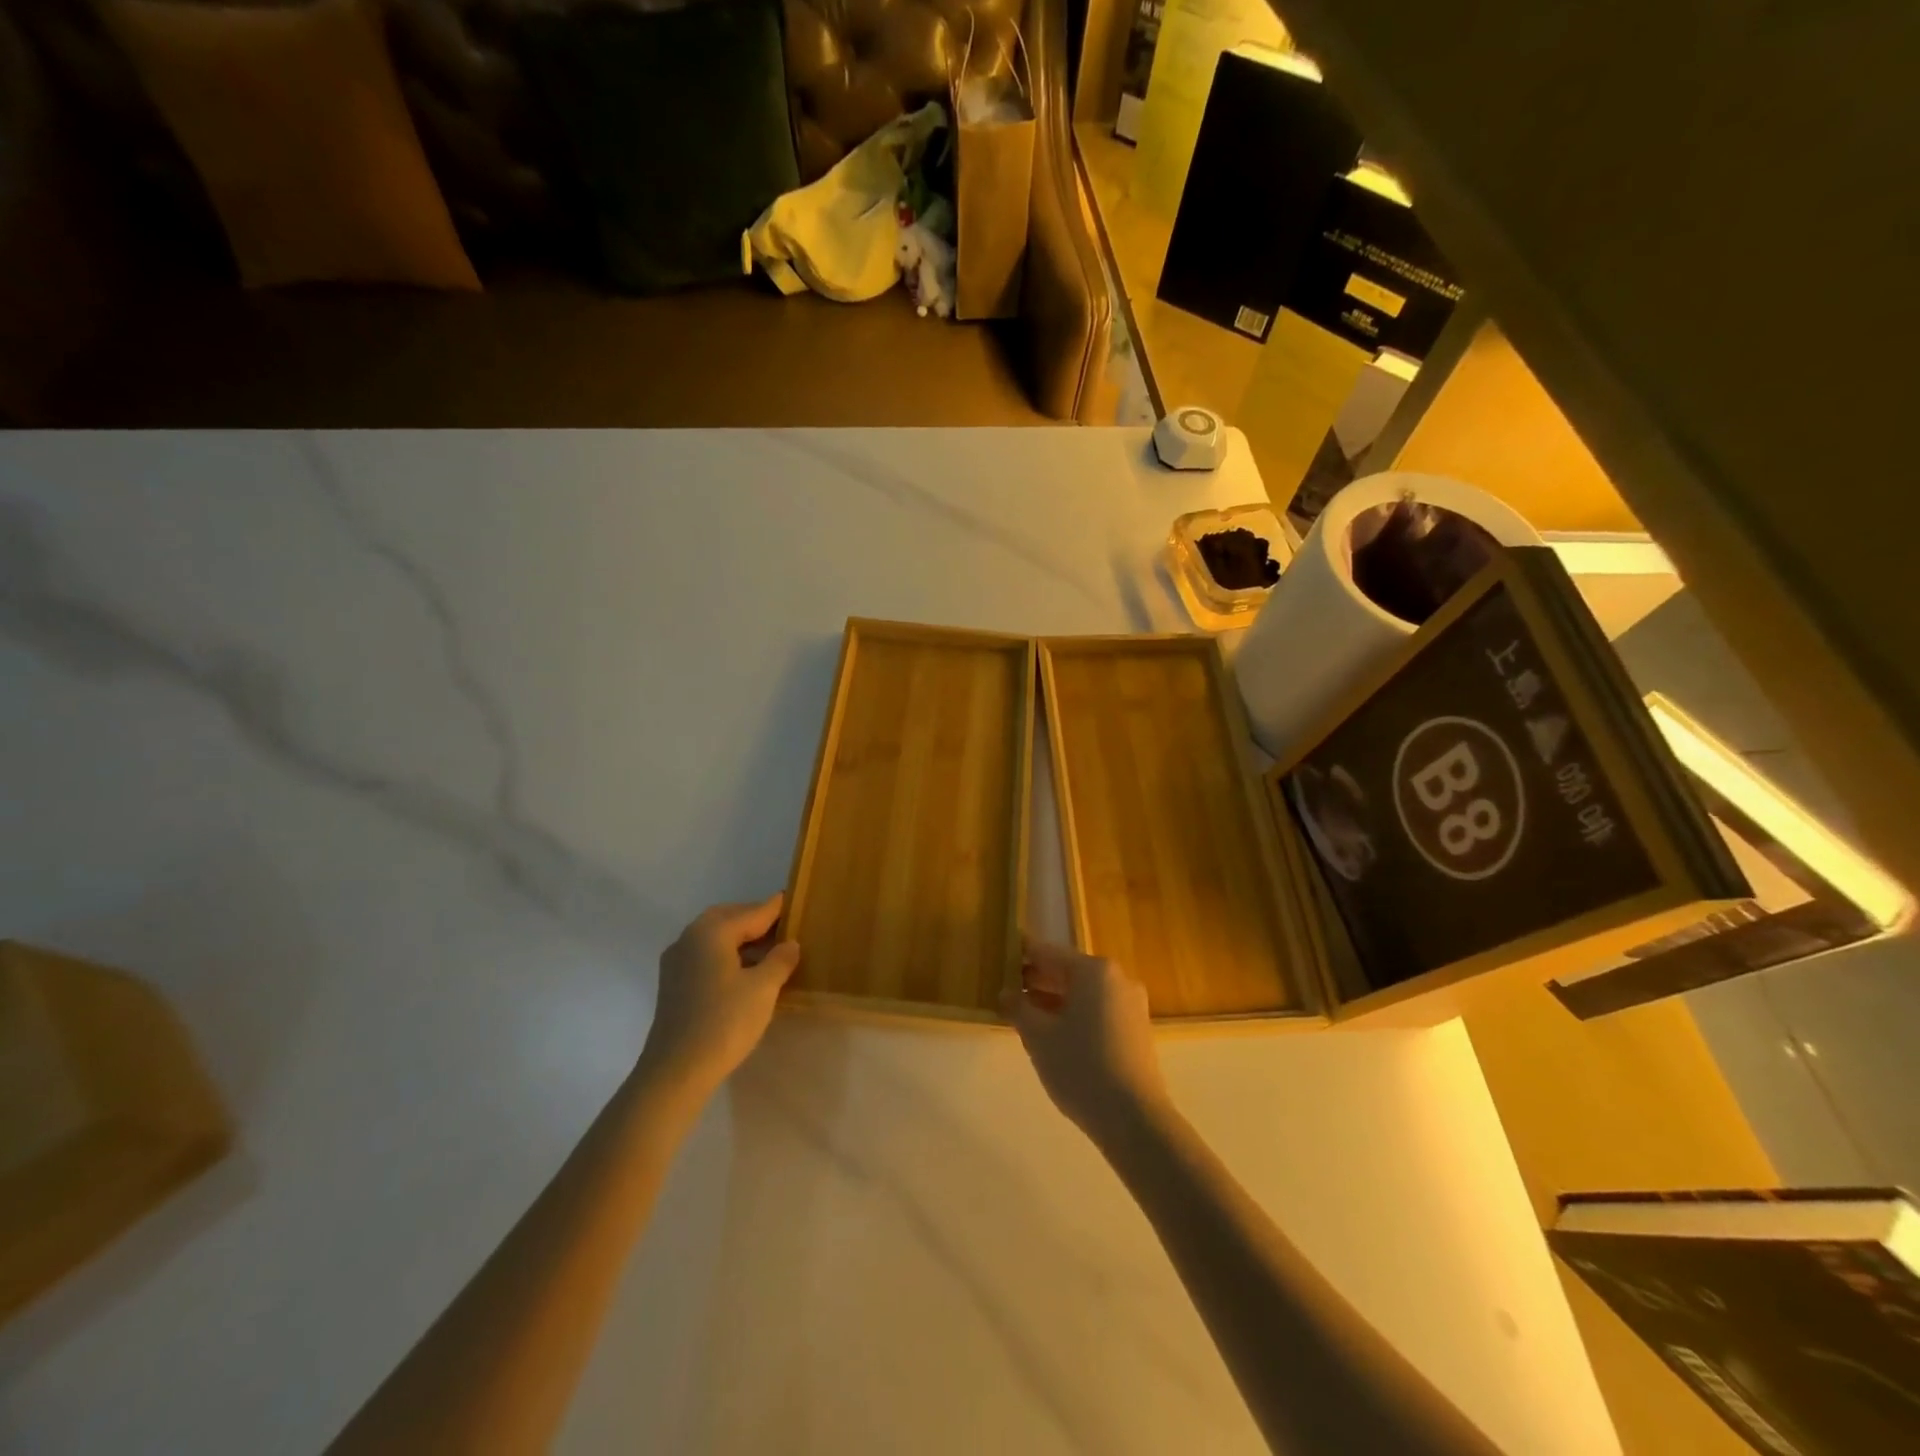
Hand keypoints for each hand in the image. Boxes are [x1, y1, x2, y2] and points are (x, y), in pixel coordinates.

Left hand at [640, 895, 800, 1100]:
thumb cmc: (724, 1022)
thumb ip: (780, 960)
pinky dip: (725, 954)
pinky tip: (744, 972)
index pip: (752, 912)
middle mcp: (689, 938)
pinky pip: (704, 955)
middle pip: (728, 918)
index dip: (775, 908)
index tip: (792, 899)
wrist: (676, 1071)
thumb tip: (789, 944)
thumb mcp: (763, 989)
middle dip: (754, 920)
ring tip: (768, 951)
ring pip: (713, 937)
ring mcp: (677, 961)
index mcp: (712, 932)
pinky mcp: (673, 983)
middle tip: (782, 927)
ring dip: (740, 938)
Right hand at [1003, 938, 1171, 1149]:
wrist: (1134, 1119)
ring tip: (1023, 1016)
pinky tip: (1052, 1035)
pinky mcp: (1136, 1030)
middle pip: (1067, 971)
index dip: (1019, 956)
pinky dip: (1073, 1015)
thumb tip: (1006, 993)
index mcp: (1093, 970)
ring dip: (1053, 1000)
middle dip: (1036, 981)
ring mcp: (1130, 1004)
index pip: (1047, 953)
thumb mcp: (1038, 1036)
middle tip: (1005, 992)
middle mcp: (1116, 978)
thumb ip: (1017, 1007)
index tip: (997, 960)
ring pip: (1082, 993)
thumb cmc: (1080, 1066)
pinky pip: (1097, 1011)